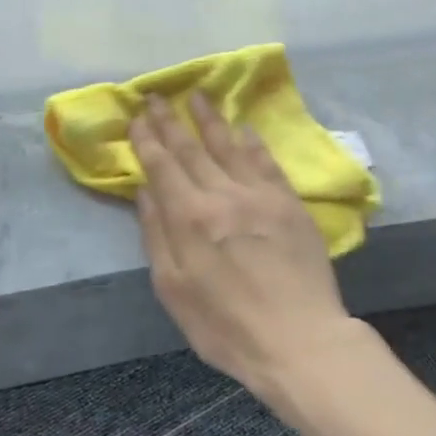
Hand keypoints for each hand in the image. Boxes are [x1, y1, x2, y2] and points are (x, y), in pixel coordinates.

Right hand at [130, 92, 362, 407]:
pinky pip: (267, 162)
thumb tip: (145, 191)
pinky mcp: (290, 203)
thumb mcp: (174, 290)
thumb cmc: (225, 326)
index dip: (147, 139)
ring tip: (198, 95)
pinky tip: (244, 129)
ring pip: (229, 146)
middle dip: (171, 121)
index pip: (162, 166)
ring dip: (210, 119)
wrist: (298, 340)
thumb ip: (156, 236)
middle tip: (158, 96)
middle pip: (192, 149)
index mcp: (189, 217)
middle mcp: (223, 195)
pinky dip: (252, 142)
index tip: (137, 116)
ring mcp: (260, 195)